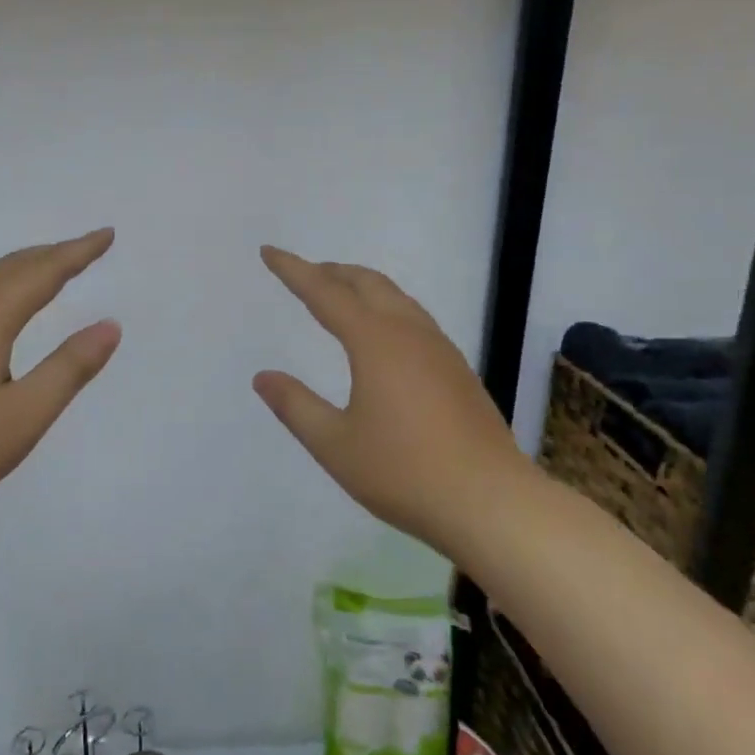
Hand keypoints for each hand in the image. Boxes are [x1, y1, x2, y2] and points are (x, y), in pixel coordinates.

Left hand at [0, 229, 121, 534]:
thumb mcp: (23, 417)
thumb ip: (69, 368)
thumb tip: (110, 325)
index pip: (42, 272)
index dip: (77, 252)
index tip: (106, 234)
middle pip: (9, 267)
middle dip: (50, 254)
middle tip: (85, 249)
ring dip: (17, 266)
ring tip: (42, 269)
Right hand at [253, 246, 527, 553]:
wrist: (492, 503)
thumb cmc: (404, 472)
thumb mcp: (335, 445)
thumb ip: (295, 406)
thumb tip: (263, 377)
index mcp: (375, 342)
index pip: (325, 293)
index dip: (294, 270)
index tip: (270, 252)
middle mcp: (409, 333)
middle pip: (367, 283)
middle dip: (331, 272)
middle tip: (304, 272)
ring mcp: (440, 350)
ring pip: (396, 298)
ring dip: (362, 287)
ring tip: (339, 295)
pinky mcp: (458, 370)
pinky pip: (414, 318)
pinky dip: (386, 308)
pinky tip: (383, 335)